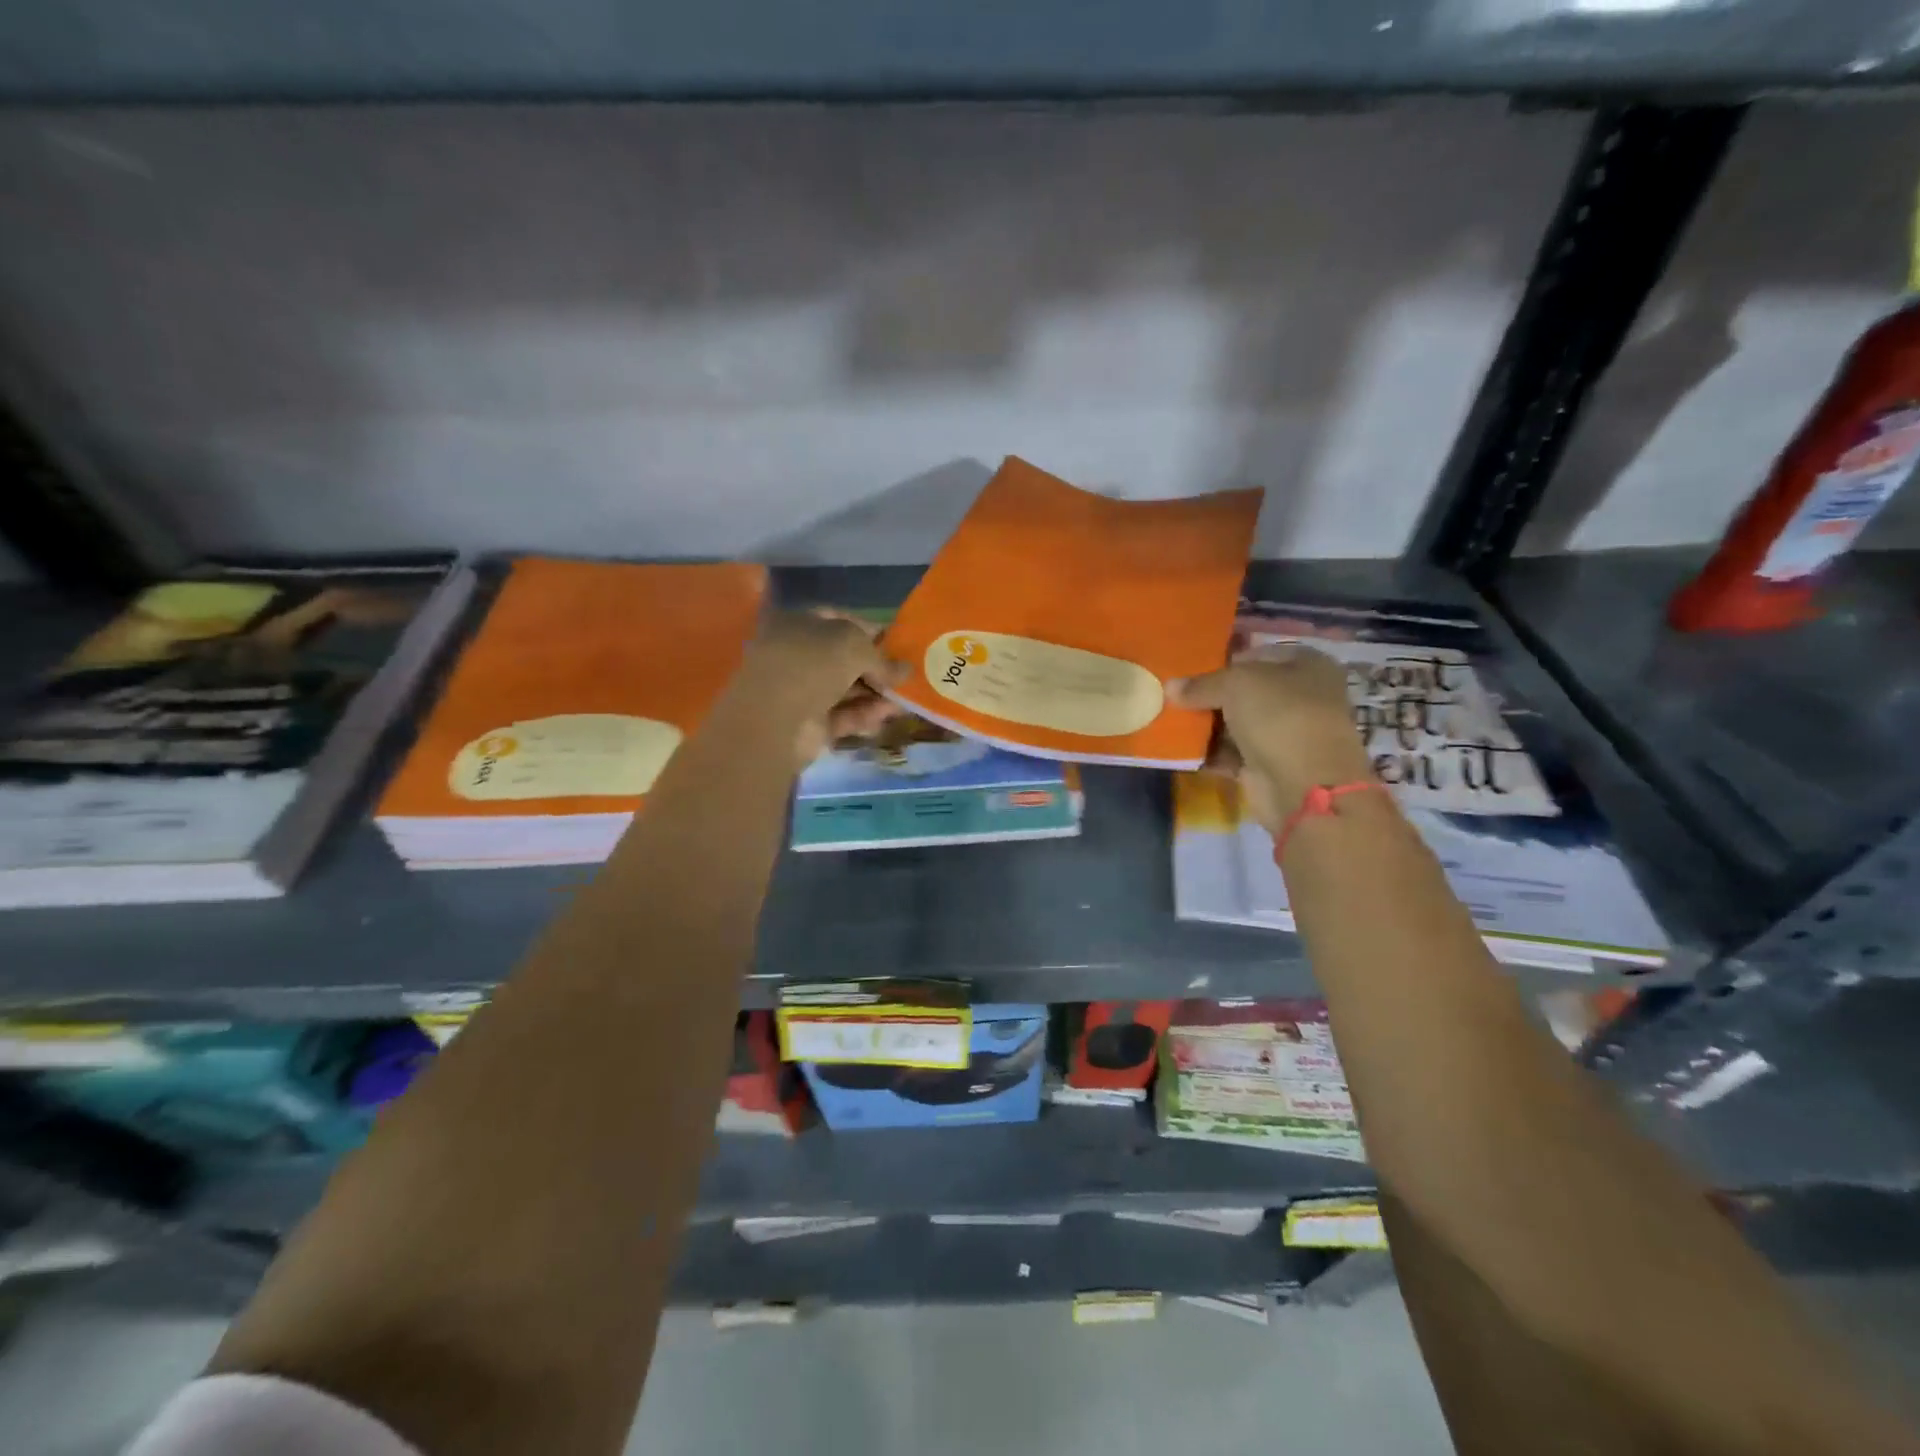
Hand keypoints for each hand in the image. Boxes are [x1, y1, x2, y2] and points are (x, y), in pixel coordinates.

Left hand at [738, 610, 905, 766]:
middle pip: (844, 659)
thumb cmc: (812, 665)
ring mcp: (800, 692)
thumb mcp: (853, 646)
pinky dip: (865, 716)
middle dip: (877, 668)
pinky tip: (887, 716)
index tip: (899, 643)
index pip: (839, 620)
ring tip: (906, 700)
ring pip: (846, 690)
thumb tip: (905, 670)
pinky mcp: (808, 724)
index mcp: (797, 623)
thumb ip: (881, 657)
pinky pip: (843, 716)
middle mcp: (796, 655)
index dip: (870, 630)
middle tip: (907, 676)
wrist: (775, 720)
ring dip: (876, 694)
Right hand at [1169, 646, 1372, 832]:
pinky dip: (1209, 752)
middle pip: (1246, 691)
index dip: (1225, 659)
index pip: (1258, 655)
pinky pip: (1232, 753)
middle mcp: (1301, 697)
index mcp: (1308, 665)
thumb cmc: (1279, 716)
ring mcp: (1286, 734)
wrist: (1304, 785)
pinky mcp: (1269, 765)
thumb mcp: (1235, 685)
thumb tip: (1170, 687)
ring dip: (1207, 724)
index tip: (1190, 669)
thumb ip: (1201, 684)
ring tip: (1170, 719)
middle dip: (1211, 695)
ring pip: (1237, 723)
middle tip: (1175, 695)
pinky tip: (1180, 748)